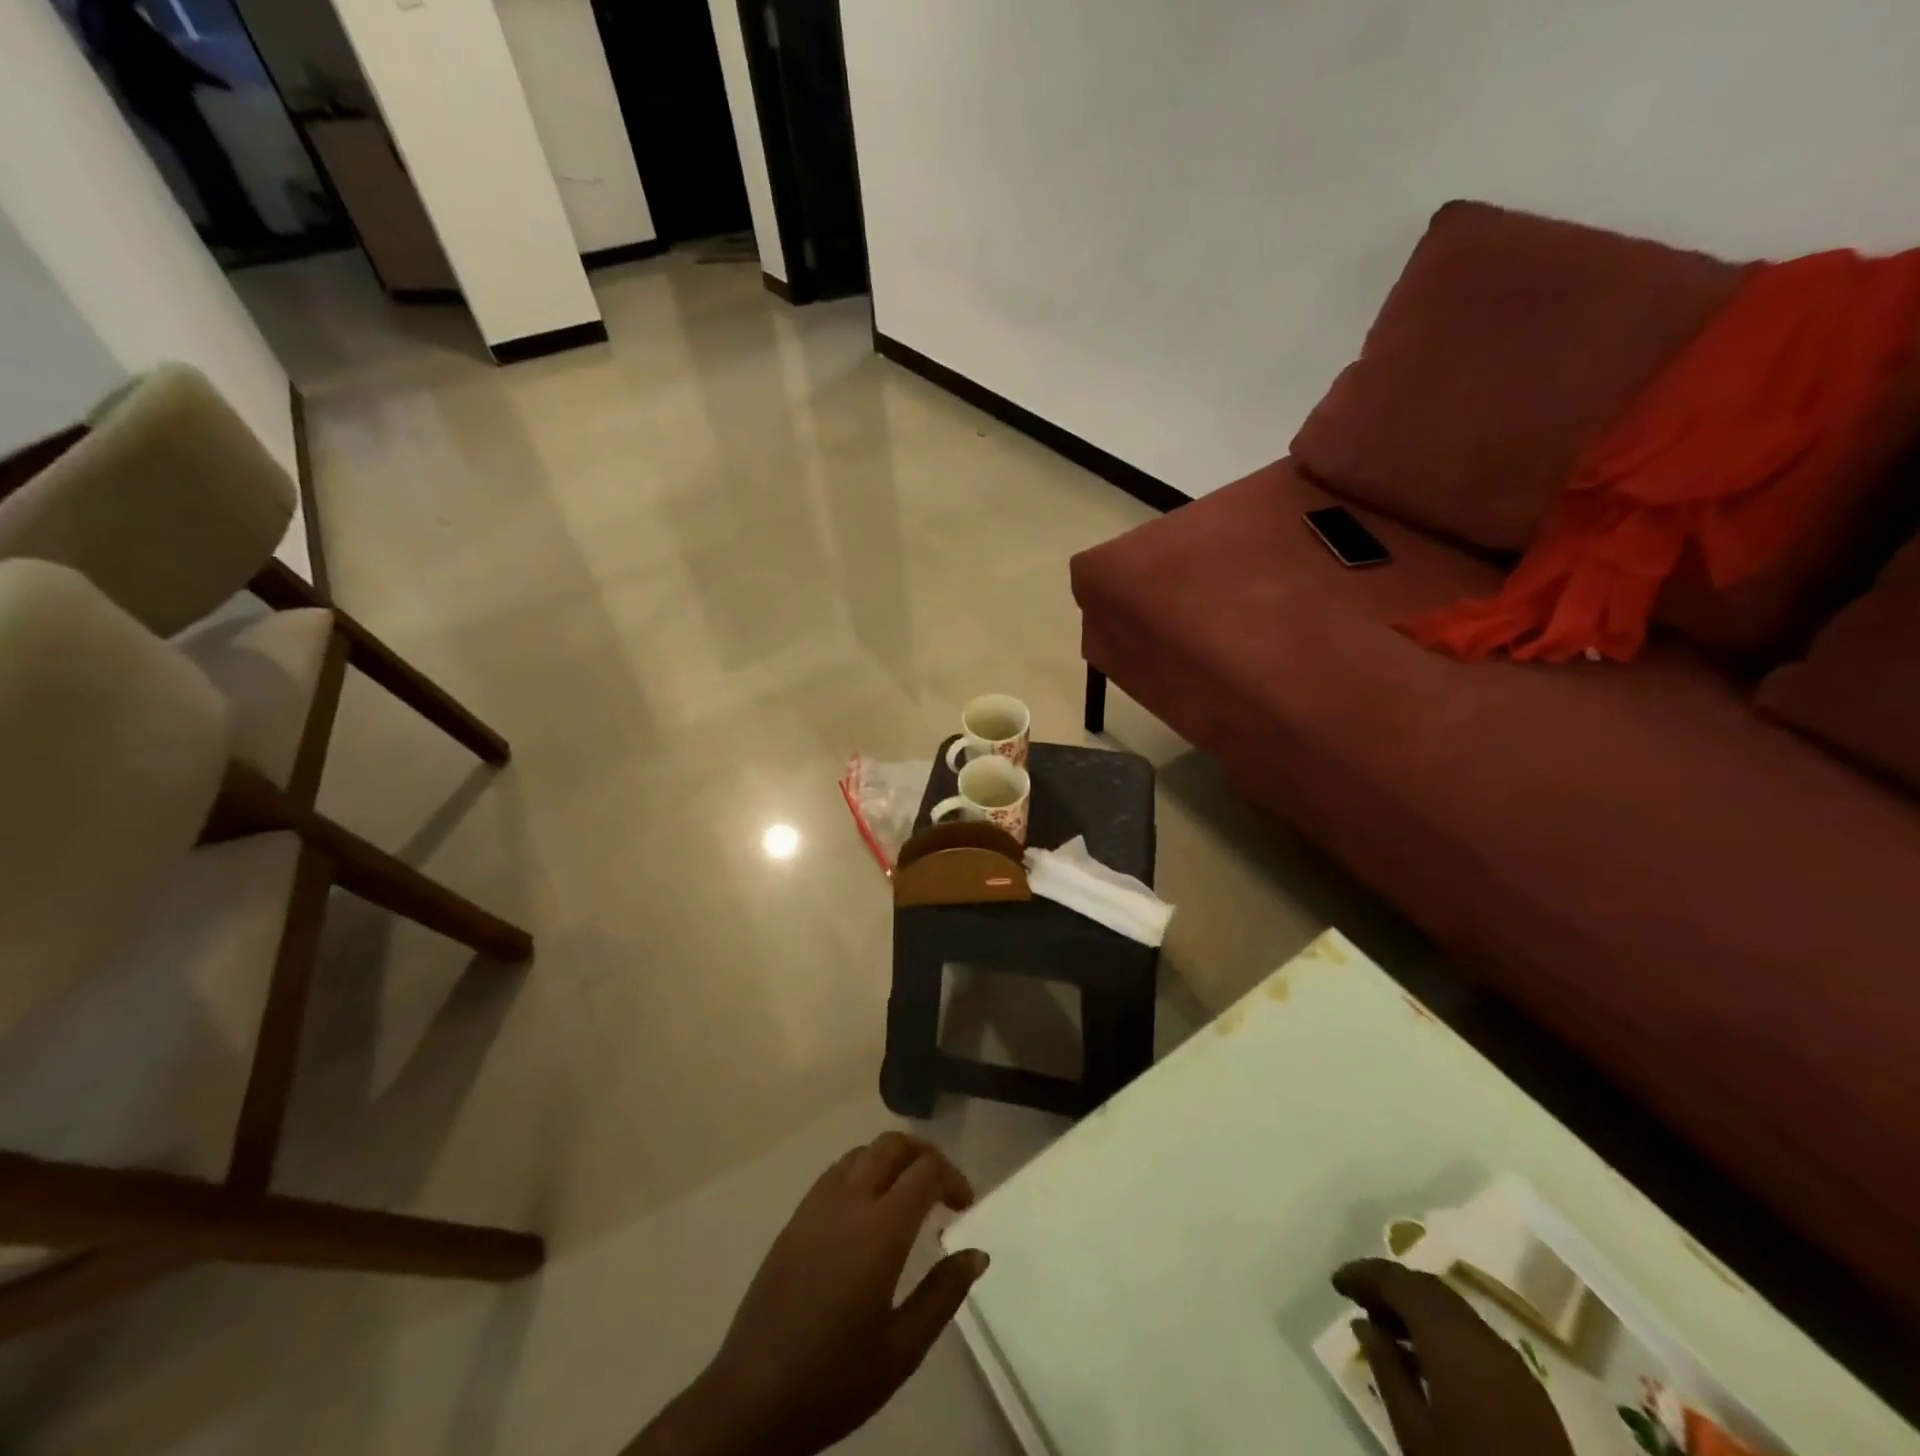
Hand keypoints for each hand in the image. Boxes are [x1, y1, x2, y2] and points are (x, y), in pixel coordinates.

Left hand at [632, 1133, 988, 1455]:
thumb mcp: (902, 1349)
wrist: (752, 1398)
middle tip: (941, 1187)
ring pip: (863, 1151)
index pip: (926, 1170)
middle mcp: (850, 1200)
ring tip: (907, 1193)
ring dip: (892, 1158)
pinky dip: (863, 1170)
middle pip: (893, 1145)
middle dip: (924, 1154)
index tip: (964, 1206)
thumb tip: (977, 1253)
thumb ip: (944, 1294)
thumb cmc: (834, 1379)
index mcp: (881, 1229)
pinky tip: (867, 1208)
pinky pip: (837, 1171)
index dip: (953, 1177)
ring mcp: (817, 1205)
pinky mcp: (795, 1218)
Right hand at [1332, 1258, 1574, 1455]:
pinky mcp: (1526, 1387)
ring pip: (1452, 1310)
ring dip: (1415, 1308)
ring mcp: (1511, 1361)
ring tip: (1384, 1328)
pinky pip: (1473, 1336)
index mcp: (1451, 1339)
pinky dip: (1441, 1331)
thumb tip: (1363, 1323)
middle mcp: (1483, 1336)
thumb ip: (1386, 1368)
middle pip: (1428, 1289)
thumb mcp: (1413, 1429)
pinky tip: (1425, 1359)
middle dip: (1389, 1286)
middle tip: (1357, 1299)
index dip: (1364, 1274)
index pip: (1400, 1282)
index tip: (1336, 1283)